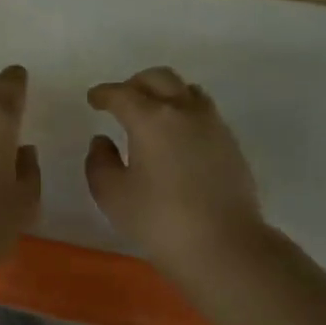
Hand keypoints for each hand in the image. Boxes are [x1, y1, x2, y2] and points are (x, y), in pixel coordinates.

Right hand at [86, 67, 266, 277]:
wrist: (224, 245)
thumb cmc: (158, 219)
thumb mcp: (112, 194)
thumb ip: (99, 162)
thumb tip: (102, 141)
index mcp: (150, 118)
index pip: (122, 94)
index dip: (104, 94)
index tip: (94, 99)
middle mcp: (184, 111)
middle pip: (159, 78)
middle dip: (135, 84)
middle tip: (121, 100)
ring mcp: (213, 125)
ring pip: (187, 91)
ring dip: (165, 93)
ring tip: (152, 113)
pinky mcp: (231, 143)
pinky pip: (204, 112)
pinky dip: (185, 112)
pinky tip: (177, 137)